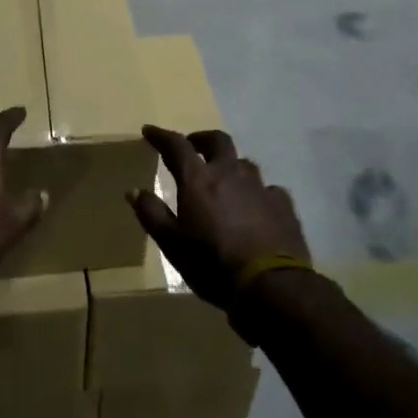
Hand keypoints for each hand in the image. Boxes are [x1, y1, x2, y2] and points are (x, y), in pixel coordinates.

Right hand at [127, 126, 309, 311]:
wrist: (271, 286)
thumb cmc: (212, 264)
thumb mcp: (172, 244)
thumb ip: (152, 214)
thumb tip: (134, 191)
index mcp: (199, 180)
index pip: (176, 146)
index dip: (161, 136)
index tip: (149, 131)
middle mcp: (230, 173)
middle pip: (217, 140)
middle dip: (201, 139)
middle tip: (192, 147)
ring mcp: (260, 187)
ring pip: (244, 163)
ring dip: (230, 165)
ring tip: (223, 180)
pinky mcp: (283, 204)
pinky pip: (267, 188)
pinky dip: (256, 192)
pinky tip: (255, 206)